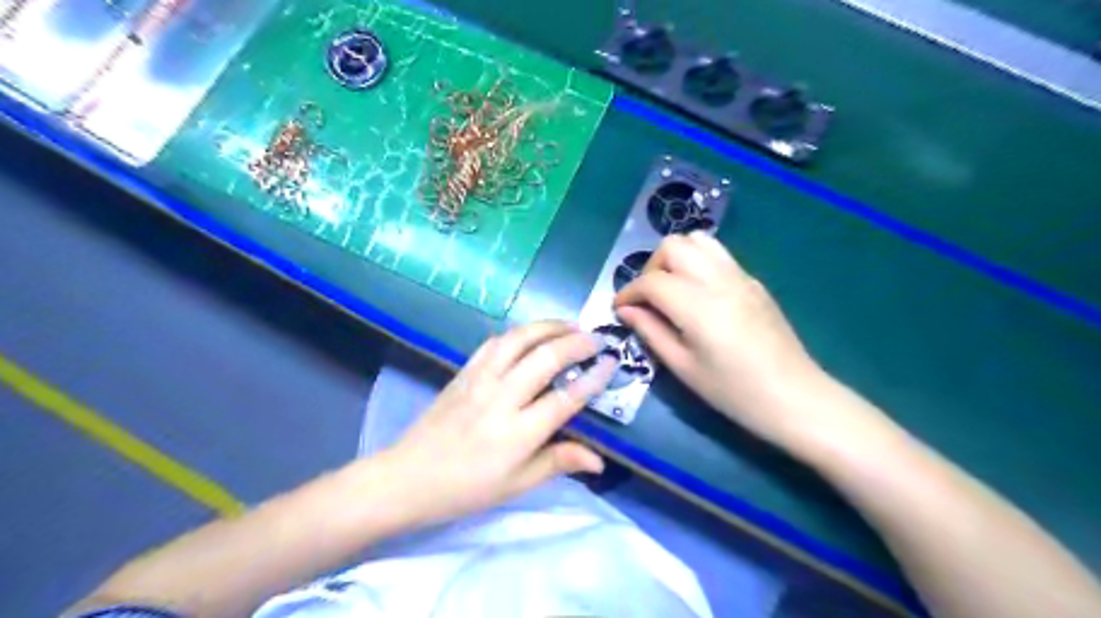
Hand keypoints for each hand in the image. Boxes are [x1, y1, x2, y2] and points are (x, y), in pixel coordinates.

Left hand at [383, 321, 617, 528]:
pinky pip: (494, 343)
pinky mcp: (464, 372)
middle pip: (545, 358)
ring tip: (569, 325)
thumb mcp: (516, 485)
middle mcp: (501, 398)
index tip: (611, 362)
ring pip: (519, 340)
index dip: (593, 378)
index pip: (565, 398)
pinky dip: (518, 333)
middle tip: (597, 337)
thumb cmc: (465, 489)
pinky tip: (530, 334)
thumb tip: (599, 460)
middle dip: (576, 342)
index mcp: (518, 433)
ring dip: (548, 327)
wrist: (407, 477)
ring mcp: (479, 380)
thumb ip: (558, 463)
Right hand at [610, 233, 826, 447]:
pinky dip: (697, 262)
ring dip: (676, 257)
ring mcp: (740, 276)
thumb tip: (626, 310)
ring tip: (671, 288)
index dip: (628, 292)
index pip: (651, 281)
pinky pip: (718, 254)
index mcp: (698, 306)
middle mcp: (718, 280)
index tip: (620, 309)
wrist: (794, 397)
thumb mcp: (683, 368)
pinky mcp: (753, 281)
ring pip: (698, 241)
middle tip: (648, 298)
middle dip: (651, 267)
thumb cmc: (733, 392)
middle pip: (673, 246)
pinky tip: (697, 292)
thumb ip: (651, 332)